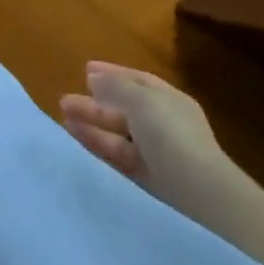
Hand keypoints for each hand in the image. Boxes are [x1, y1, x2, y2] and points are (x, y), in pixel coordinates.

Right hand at [59, 63, 225, 202]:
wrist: (199, 194)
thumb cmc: (171, 135)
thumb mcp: (141, 100)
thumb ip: (115, 86)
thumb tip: (94, 77)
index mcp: (169, 101)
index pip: (138, 82)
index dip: (112, 73)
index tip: (85, 70)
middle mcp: (164, 125)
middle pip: (125, 109)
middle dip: (95, 103)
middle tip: (65, 101)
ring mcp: (157, 154)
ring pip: (118, 134)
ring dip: (92, 124)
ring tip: (64, 119)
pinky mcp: (147, 179)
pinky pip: (117, 157)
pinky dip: (98, 146)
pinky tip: (77, 140)